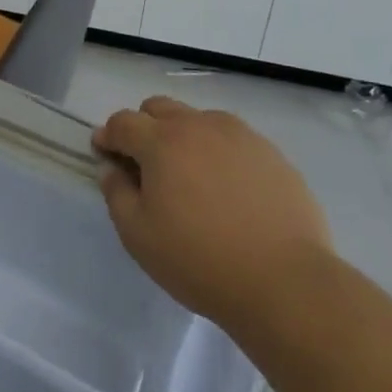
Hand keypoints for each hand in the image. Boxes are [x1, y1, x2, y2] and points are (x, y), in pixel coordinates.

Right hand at [95, 96, 332, 331]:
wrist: (286, 283)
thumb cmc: (200, 260)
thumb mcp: (138, 235)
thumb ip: (116, 193)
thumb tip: (111, 169)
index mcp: (161, 142)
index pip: (122, 122)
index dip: (108, 136)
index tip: (104, 155)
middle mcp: (199, 126)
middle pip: (159, 108)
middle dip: (143, 127)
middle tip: (145, 165)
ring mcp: (240, 137)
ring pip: (198, 119)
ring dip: (182, 136)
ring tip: (189, 175)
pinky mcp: (272, 154)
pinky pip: (233, 139)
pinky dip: (218, 151)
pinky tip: (227, 187)